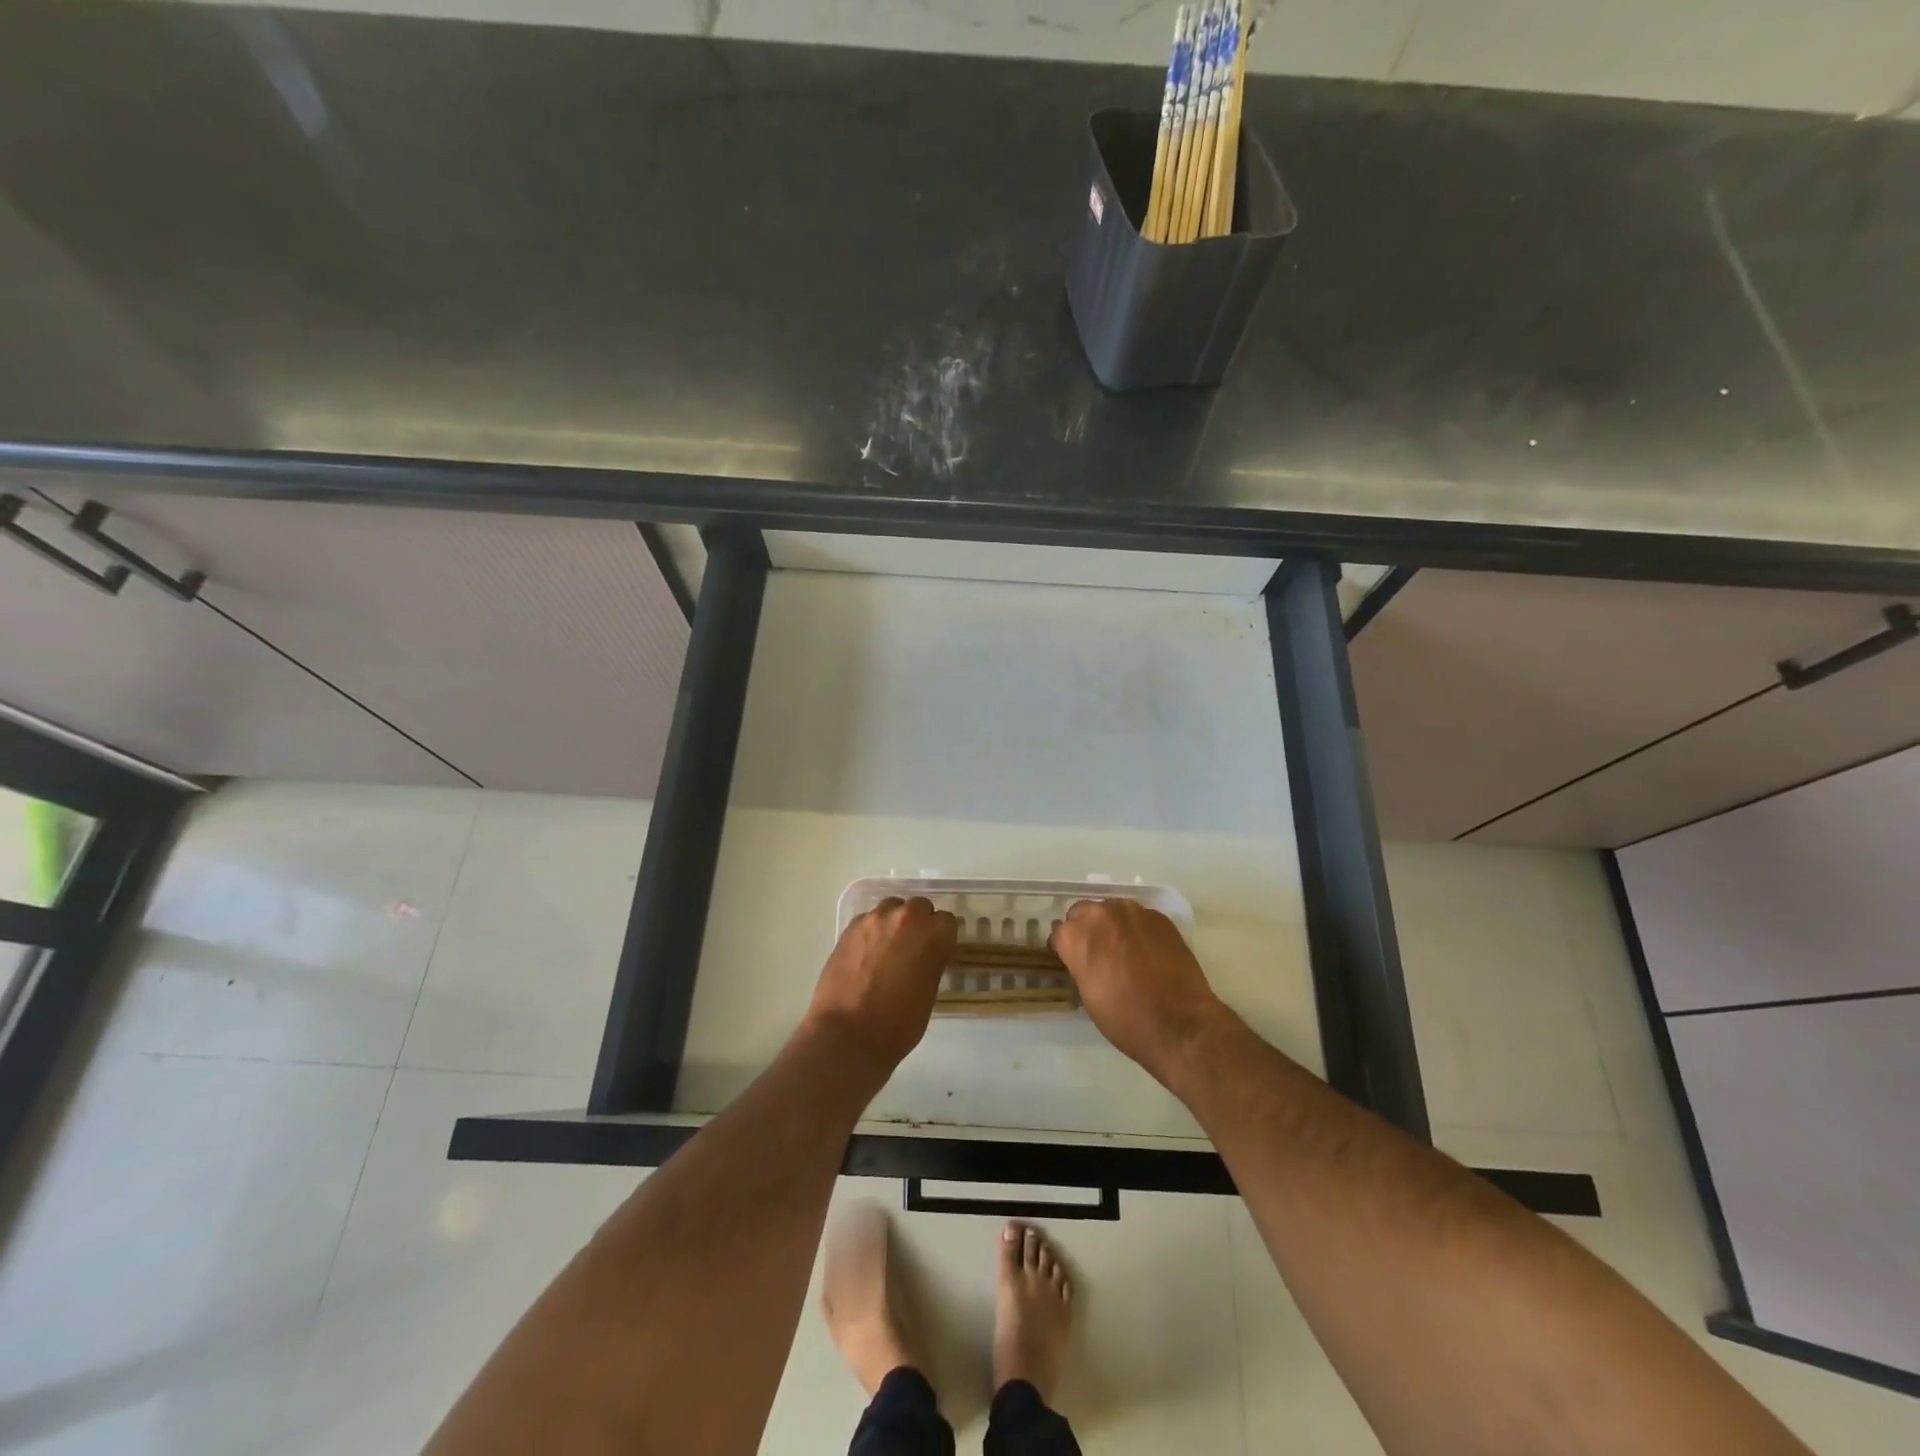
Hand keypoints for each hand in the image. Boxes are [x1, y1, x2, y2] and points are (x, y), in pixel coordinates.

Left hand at [805, 897, 957, 1072]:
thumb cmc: (899, 1024)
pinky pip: (868, 920)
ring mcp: (874, 920)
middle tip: (912, 949)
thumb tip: (924, 957)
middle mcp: (906, 918)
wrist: (849, 1035)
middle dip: (918, 923)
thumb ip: (930, 963)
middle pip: (919, 907)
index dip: (941, 937)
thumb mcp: (929, 993)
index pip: (947, 921)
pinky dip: (871, 932)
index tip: (936, 952)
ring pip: (891, 908)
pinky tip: (866, 955)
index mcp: (933, 935)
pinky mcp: (850, 928)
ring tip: (886, 949)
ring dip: (893, 923)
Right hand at [1051, 899, 1231, 1084]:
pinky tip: (1147, 952)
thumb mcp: (1088, 995)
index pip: (1060, 934)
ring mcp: (1133, 912)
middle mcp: (1101, 914)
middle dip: (1086, 930)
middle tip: (1097, 954)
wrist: (1180, 1024)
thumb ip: (1080, 965)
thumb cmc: (1125, 1019)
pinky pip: (1139, 918)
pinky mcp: (1160, 917)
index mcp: (1076, 935)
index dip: (1065, 950)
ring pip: (1112, 911)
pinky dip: (1137, 930)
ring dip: (1112, 926)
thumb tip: (1084, 959)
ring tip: (1124, 951)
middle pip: (1084, 913)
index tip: (1073, 963)